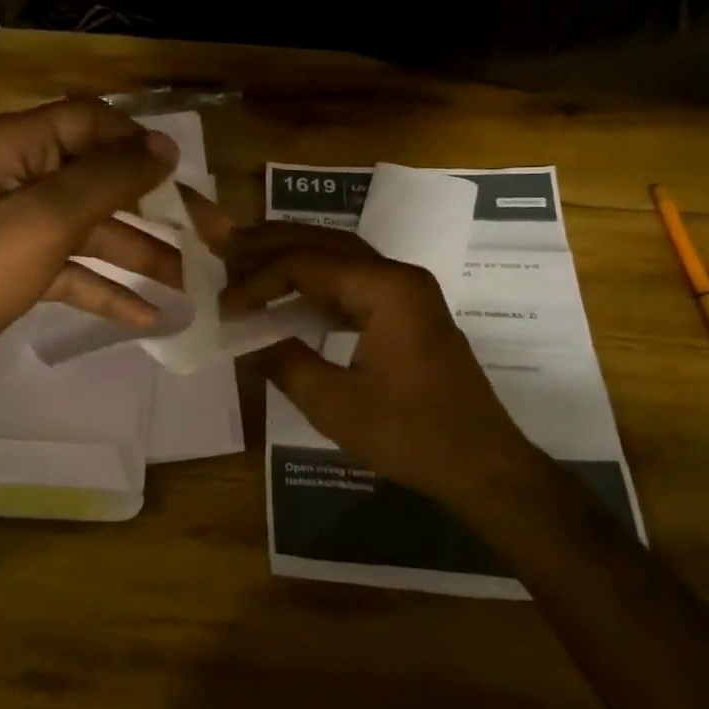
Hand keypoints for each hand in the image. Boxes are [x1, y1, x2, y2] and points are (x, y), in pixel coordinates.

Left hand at [0, 98, 226, 416]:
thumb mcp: (42, 219)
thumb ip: (107, 179)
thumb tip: (164, 146)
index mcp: (14, 146)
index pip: (91, 121)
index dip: (140, 143)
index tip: (187, 177)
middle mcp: (15, 177)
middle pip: (99, 179)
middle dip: (156, 206)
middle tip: (212, 236)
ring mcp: (12, 229)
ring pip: (91, 229)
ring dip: (140, 253)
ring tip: (191, 284)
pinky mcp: (11, 275)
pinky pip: (71, 271)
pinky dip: (107, 289)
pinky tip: (148, 316)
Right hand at [222, 223, 545, 506]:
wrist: (483, 466)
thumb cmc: (412, 436)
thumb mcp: (336, 405)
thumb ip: (285, 362)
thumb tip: (245, 337)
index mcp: (386, 289)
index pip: (307, 263)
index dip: (259, 279)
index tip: (225, 305)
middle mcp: (398, 276)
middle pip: (326, 242)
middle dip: (272, 243)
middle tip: (226, 246)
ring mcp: (407, 293)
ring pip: (340, 257)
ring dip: (293, 256)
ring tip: (247, 259)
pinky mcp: (406, 313)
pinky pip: (353, 281)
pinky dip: (315, 282)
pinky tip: (288, 294)